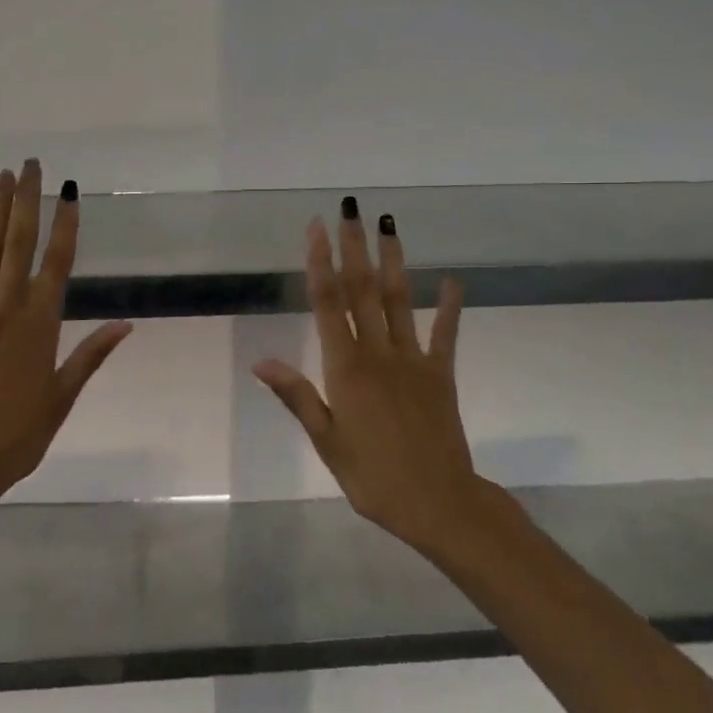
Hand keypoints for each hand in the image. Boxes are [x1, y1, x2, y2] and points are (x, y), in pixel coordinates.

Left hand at [0, 160, 131, 524]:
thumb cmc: (15, 435)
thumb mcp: (61, 397)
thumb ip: (91, 355)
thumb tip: (126, 325)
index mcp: (41, 322)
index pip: (59, 260)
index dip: (66, 222)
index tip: (69, 190)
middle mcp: (7, 305)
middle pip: (20, 241)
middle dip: (27, 200)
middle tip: (31, 164)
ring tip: (1, 178)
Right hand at [253, 199, 479, 554]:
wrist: (437, 503)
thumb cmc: (372, 476)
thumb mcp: (326, 441)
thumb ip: (296, 395)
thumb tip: (260, 360)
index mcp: (345, 368)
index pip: (328, 304)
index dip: (321, 263)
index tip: (317, 228)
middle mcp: (378, 352)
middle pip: (363, 290)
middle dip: (354, 247)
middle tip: (351, 209)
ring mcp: (413, 359)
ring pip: (399, 300)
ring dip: (393, 260)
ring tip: (389, 225)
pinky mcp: (440, 373)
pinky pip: (444, 333)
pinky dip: (449, 305)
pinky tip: (453, 279)